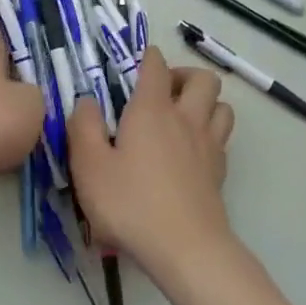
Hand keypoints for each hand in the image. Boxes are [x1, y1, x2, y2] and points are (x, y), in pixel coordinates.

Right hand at [67, 45, 235, 278]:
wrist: (186, 248)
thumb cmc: (131, 204)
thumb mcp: (89, 166)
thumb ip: (83, 128)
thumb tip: (87, 102)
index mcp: (152, 111)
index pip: (156, 67)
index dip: (148, 57)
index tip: (139, 60)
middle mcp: (186, 119)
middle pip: (203, 79)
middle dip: (184, 75)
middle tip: (163, 91)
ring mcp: (209, 145)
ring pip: (222, 106)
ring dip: (205, 103)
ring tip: (182, 118)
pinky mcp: (219, 172)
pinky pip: (222, 138)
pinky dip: (210, 134)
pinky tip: (191, 152)